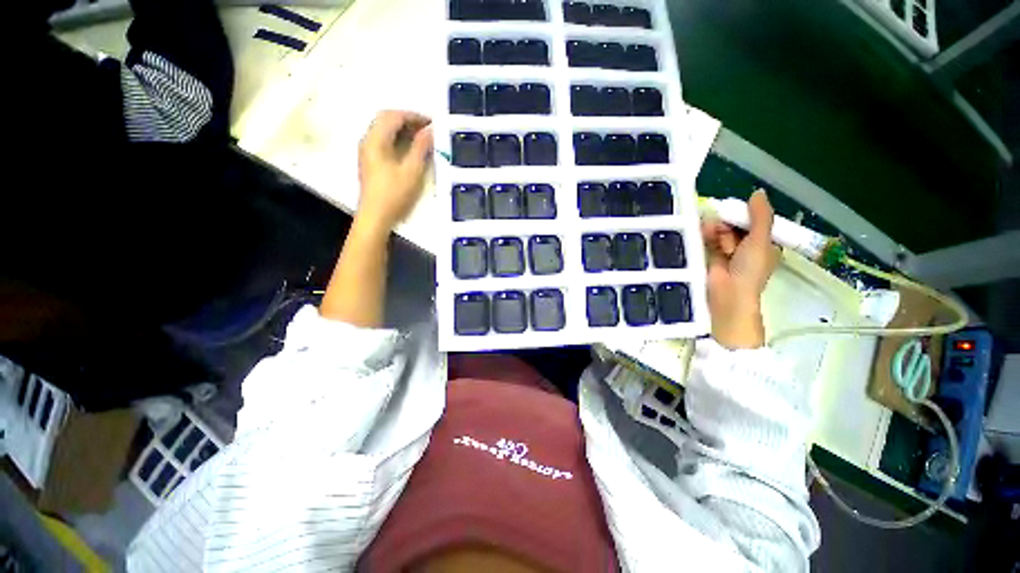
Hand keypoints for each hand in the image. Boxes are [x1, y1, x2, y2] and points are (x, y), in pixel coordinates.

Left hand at [356, 110, 433, 233]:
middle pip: (386, 120)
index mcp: (375, 140)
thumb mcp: (412, 171)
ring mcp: (367, 151)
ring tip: (421, 138)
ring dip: (402, 130)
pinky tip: (410, 150)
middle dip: (407, 120)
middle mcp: (367, 140)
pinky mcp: (370, 162)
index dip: (413, 116)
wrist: (376, 216)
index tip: (431, 122)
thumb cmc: (394, 194)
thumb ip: (421, 148)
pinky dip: (398, 139)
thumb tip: (430, 130)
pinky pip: (383, 141)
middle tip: (427, 129)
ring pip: (384, 130)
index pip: (393, 116)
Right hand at [702, 190, 779, 348]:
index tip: (737, 211)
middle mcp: (745, 246)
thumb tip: (757, 192)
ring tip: (711, 232)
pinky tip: (702, 232)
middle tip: (723, 228)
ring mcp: (726, 251)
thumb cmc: (750, 269)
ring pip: (720, 231)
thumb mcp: (761, 240)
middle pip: (735, 224)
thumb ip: (760, 216)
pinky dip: (705, 235)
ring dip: (716, 229)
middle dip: (728, 223)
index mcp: (763, 243)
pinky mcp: (708, 256)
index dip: (744, 214)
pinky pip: (707, 239)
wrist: (728, 294)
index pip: (753, 221)